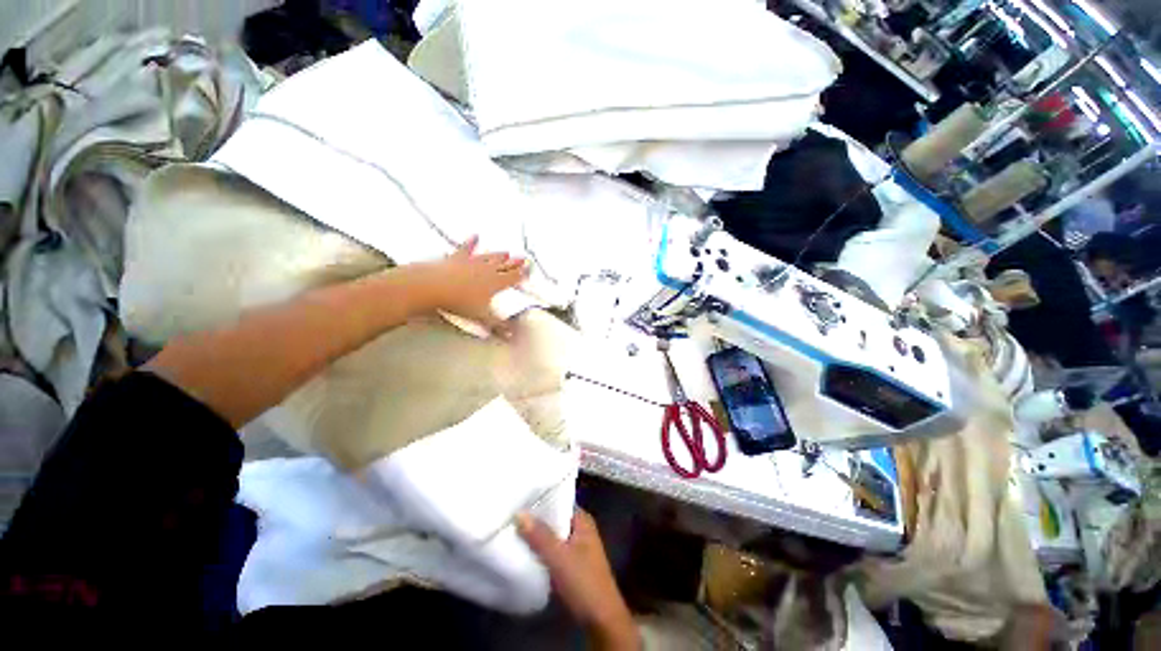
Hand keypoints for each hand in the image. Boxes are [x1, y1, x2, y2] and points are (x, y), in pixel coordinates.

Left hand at [402, 235, 525, 326]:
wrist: (433, 286)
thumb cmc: (459, 302)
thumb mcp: (482, 317)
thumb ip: (498, 326)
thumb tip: (512, 336)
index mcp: (495, 283)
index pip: (513, 277)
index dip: (522, 274)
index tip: (529, 269)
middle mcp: (486, 270)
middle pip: (504, 266)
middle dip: (514, 263)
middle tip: (523, 258)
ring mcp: (472, 262)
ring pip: (489, 257)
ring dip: (498, 255)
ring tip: (506, 251)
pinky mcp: (457, 259)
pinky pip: (466, 249)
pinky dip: (471, 243)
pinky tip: (475, 236)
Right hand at [517, 510, 638, 650]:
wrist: (601, 618)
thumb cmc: (583, 581)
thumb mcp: (559, 557)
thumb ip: (540, 536)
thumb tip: (519, 513)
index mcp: (582, 520)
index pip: (560, 500)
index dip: (541, 498)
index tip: (520, 495)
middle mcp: (580, 529)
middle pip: (555, 517)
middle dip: (536, 517)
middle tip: (512, 512)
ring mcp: (576, 547)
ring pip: (552, 534)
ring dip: (536, 534)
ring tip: (513, 528)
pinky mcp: (571, 564)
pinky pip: (552, 549)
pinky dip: (540, 549)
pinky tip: (524, 550)